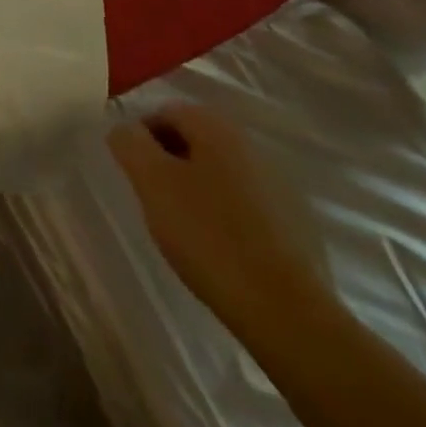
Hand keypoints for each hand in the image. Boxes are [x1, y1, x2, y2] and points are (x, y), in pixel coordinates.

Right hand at [107, 102, 328, 328]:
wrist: (289, 314)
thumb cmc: (209, 236)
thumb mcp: (151, 181)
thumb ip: (129, 143)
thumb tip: (127, 131)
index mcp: (218, 128)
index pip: (165, 112)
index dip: (142, 138)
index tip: (134, 174)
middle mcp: (253, 147)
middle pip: (195, 141)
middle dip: (170, 163)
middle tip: (155, 199)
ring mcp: (281, 188)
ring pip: (221, 174)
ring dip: (198, 189)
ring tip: (185, 228)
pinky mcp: (298, 227)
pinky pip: (247, 206)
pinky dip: (227, 216)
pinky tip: (220, 248)